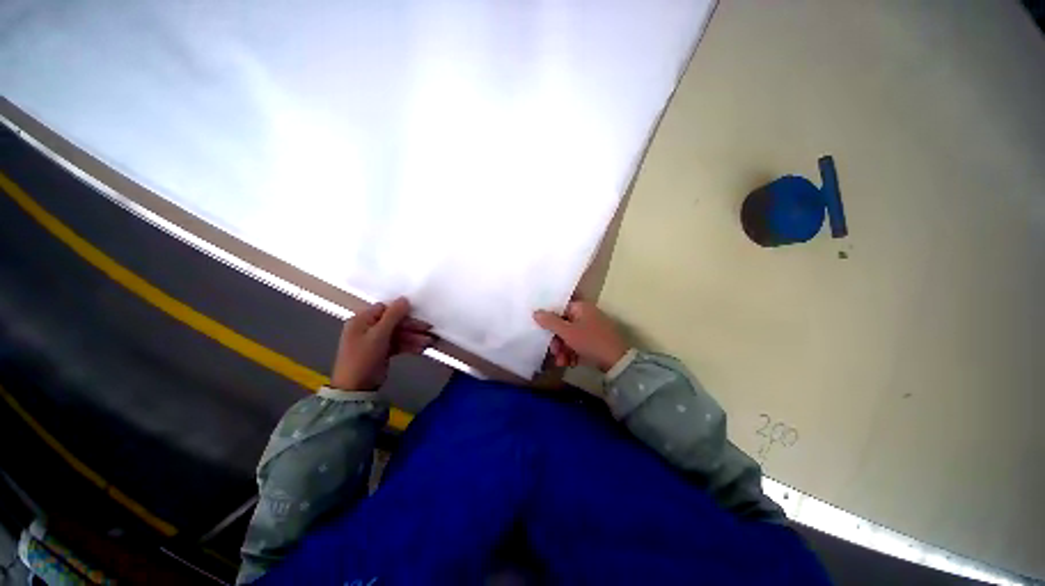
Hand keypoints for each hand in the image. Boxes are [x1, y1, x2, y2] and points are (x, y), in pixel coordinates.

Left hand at [330, 297, 434, 390]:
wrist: (356, 388)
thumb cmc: (363, 357)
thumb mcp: (379, 335)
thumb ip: (393, 316)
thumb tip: (404, 298)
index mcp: (362, 320)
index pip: (386, 309)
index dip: (402, 311)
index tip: (418, 315)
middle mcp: (368, 328)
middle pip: (394, 322)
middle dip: (412, 327)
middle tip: (429, 329)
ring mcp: (375, 340)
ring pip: (398, 333)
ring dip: (413, 337)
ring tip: (429, 343)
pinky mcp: (382, 351)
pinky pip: (398, 344)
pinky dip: (409, 345)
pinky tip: (421, 349)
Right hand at [533, 301, 628, 371]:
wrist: (617, 361)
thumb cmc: (590, 341)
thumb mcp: (567, 332)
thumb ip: (550, 322)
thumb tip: (535, 312)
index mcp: (581, 308)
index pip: (560, 310)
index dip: (550, 322)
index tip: (544, 334)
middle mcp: (587, 315)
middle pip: (564, 326)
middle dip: (557, 341)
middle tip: (554, 353)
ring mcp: (592, 329)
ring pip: (570, 337)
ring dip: (563, 350)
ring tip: (561, 362)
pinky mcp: (596, 342)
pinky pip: (579, 344)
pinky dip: (573, 353)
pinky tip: (571, 363)